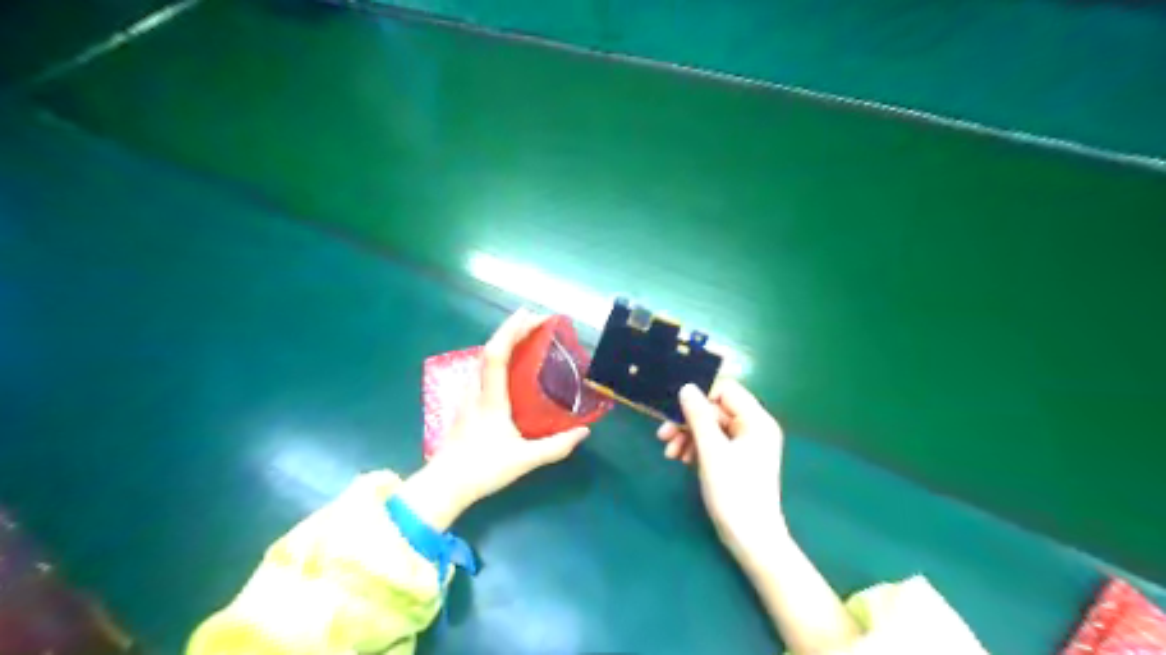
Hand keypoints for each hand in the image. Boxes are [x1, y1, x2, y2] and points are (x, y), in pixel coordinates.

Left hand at [399, 310, 588, 530]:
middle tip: (535, 319)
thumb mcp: (524, 460)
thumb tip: (584, 431)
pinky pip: (480, 368)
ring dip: (502, 340)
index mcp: (490, 399)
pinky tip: (507, 362)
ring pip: (482, 357)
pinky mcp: (464, 403)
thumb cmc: (483, 469)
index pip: (496, 355)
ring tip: (524, 334)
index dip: (511, 331)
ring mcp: (466, 396)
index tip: (530, 315)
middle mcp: (476, 390)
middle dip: (511, 329)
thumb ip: (556, 446)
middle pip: (488, 349)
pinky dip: (496, 355)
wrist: (444, 485)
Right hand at [659, 378, 787, 551]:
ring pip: (710, 427)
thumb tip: (686, 387)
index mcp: (756, 420)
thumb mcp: (711, 451)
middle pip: (715, 410)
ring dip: (687, 436)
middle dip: (688, 421)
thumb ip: (698, 416)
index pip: (726, 390)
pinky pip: (713, 443)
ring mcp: (746, 445)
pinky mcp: (736, 460)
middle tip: (663, 435)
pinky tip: (680, 460)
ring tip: (669, 453)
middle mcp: (754, 428)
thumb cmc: (734, 492)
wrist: (750, 539)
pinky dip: (696, 448)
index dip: (700, 396)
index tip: (675, 409)